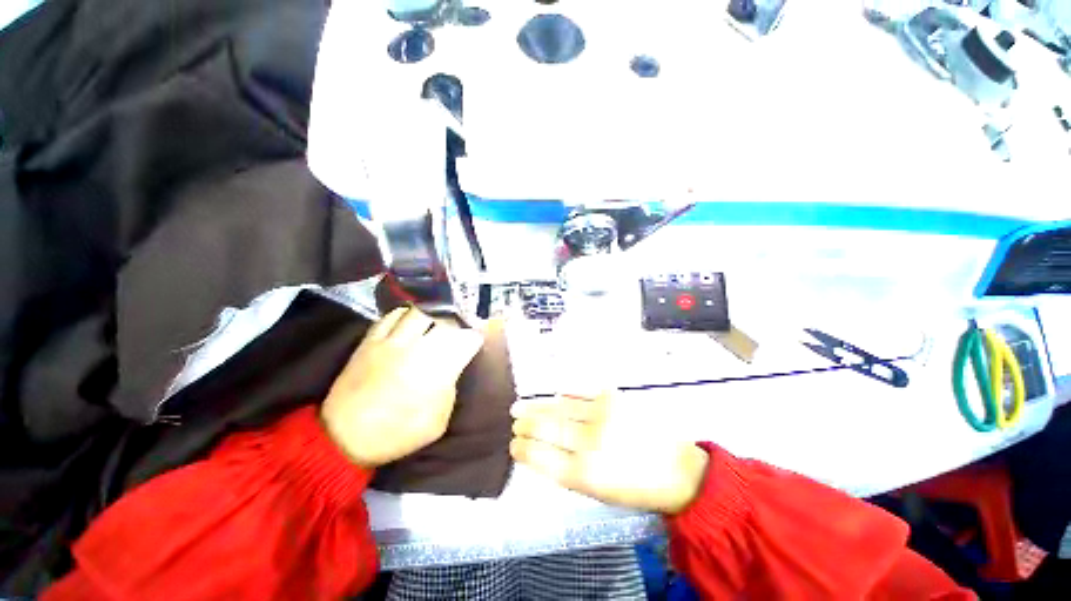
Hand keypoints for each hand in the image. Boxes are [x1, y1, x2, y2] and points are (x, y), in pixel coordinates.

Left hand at [321, 307, 484, 468]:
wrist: (345, 438)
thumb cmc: (398, 433)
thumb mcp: (439, 420)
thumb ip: (451, 388)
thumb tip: (453, 367)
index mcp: (438, 370)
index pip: (467, 340)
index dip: (475, 338)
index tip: (476, 340)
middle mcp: (417, 348)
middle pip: (446, 320)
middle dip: (458, 323)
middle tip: (459, 329)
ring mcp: (392, 342)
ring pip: (420, 312)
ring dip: (433, 315)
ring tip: (436, 322)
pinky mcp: (371, 341)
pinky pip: (391, 317)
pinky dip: (405, 315)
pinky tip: (409, 321)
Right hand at [510, 392, 708, 514]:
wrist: (677, 469)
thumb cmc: (635, 488)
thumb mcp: (597, 493)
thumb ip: (566, 470)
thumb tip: (540, 449)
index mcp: (585, 474)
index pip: (542, 457)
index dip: (523, 449)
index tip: (513, 444)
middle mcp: (591, 442)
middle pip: (548, 427)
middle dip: (526, 424)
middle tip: (514, 421)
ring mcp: (602, 415)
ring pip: (559, 407)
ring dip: (537, 406)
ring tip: (520, 405)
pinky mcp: (613, 397)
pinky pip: (580, 392)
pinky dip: (564, 394)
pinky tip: (553, 395)